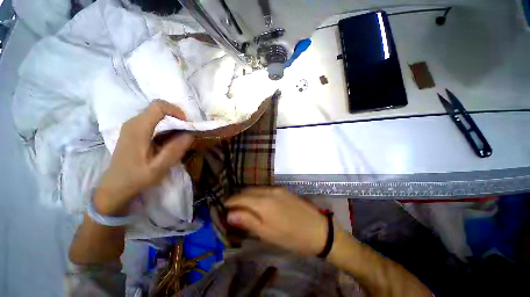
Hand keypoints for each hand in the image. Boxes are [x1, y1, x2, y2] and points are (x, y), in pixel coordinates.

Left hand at [95, 100, 193, 214]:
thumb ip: (175, 150)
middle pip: (157, 108)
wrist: (115, 186)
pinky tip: (168, 139)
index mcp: (138, 129)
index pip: (158, 106)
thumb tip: (190, 134)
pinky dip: (164, 125)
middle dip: (176, 117)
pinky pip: (152, 120)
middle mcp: (132, 123)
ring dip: (171, 121)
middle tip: (186, 132)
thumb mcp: (159, 167)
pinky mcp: (132, 130)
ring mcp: (131, 126)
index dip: (176, 111)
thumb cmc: (137, 177)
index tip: (186, 124)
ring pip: (155, 113)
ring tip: (179, 136)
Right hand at [225, 187, 327, 255]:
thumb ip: (247, 221)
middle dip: (237, 198)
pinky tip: (258, 203)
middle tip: (232, 209)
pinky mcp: (283, 190)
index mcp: (263, 202)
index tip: (223, 209)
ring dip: (247, 196)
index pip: (240, 198)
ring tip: (243, 207)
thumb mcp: (267, 233)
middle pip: (247, 191)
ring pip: (256, 189)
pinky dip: (257, 195)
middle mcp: (269, 191)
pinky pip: (265, 189)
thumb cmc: (291, 237)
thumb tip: (230, 214)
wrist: (318, 230)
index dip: (229, 202)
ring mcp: (277, 188)